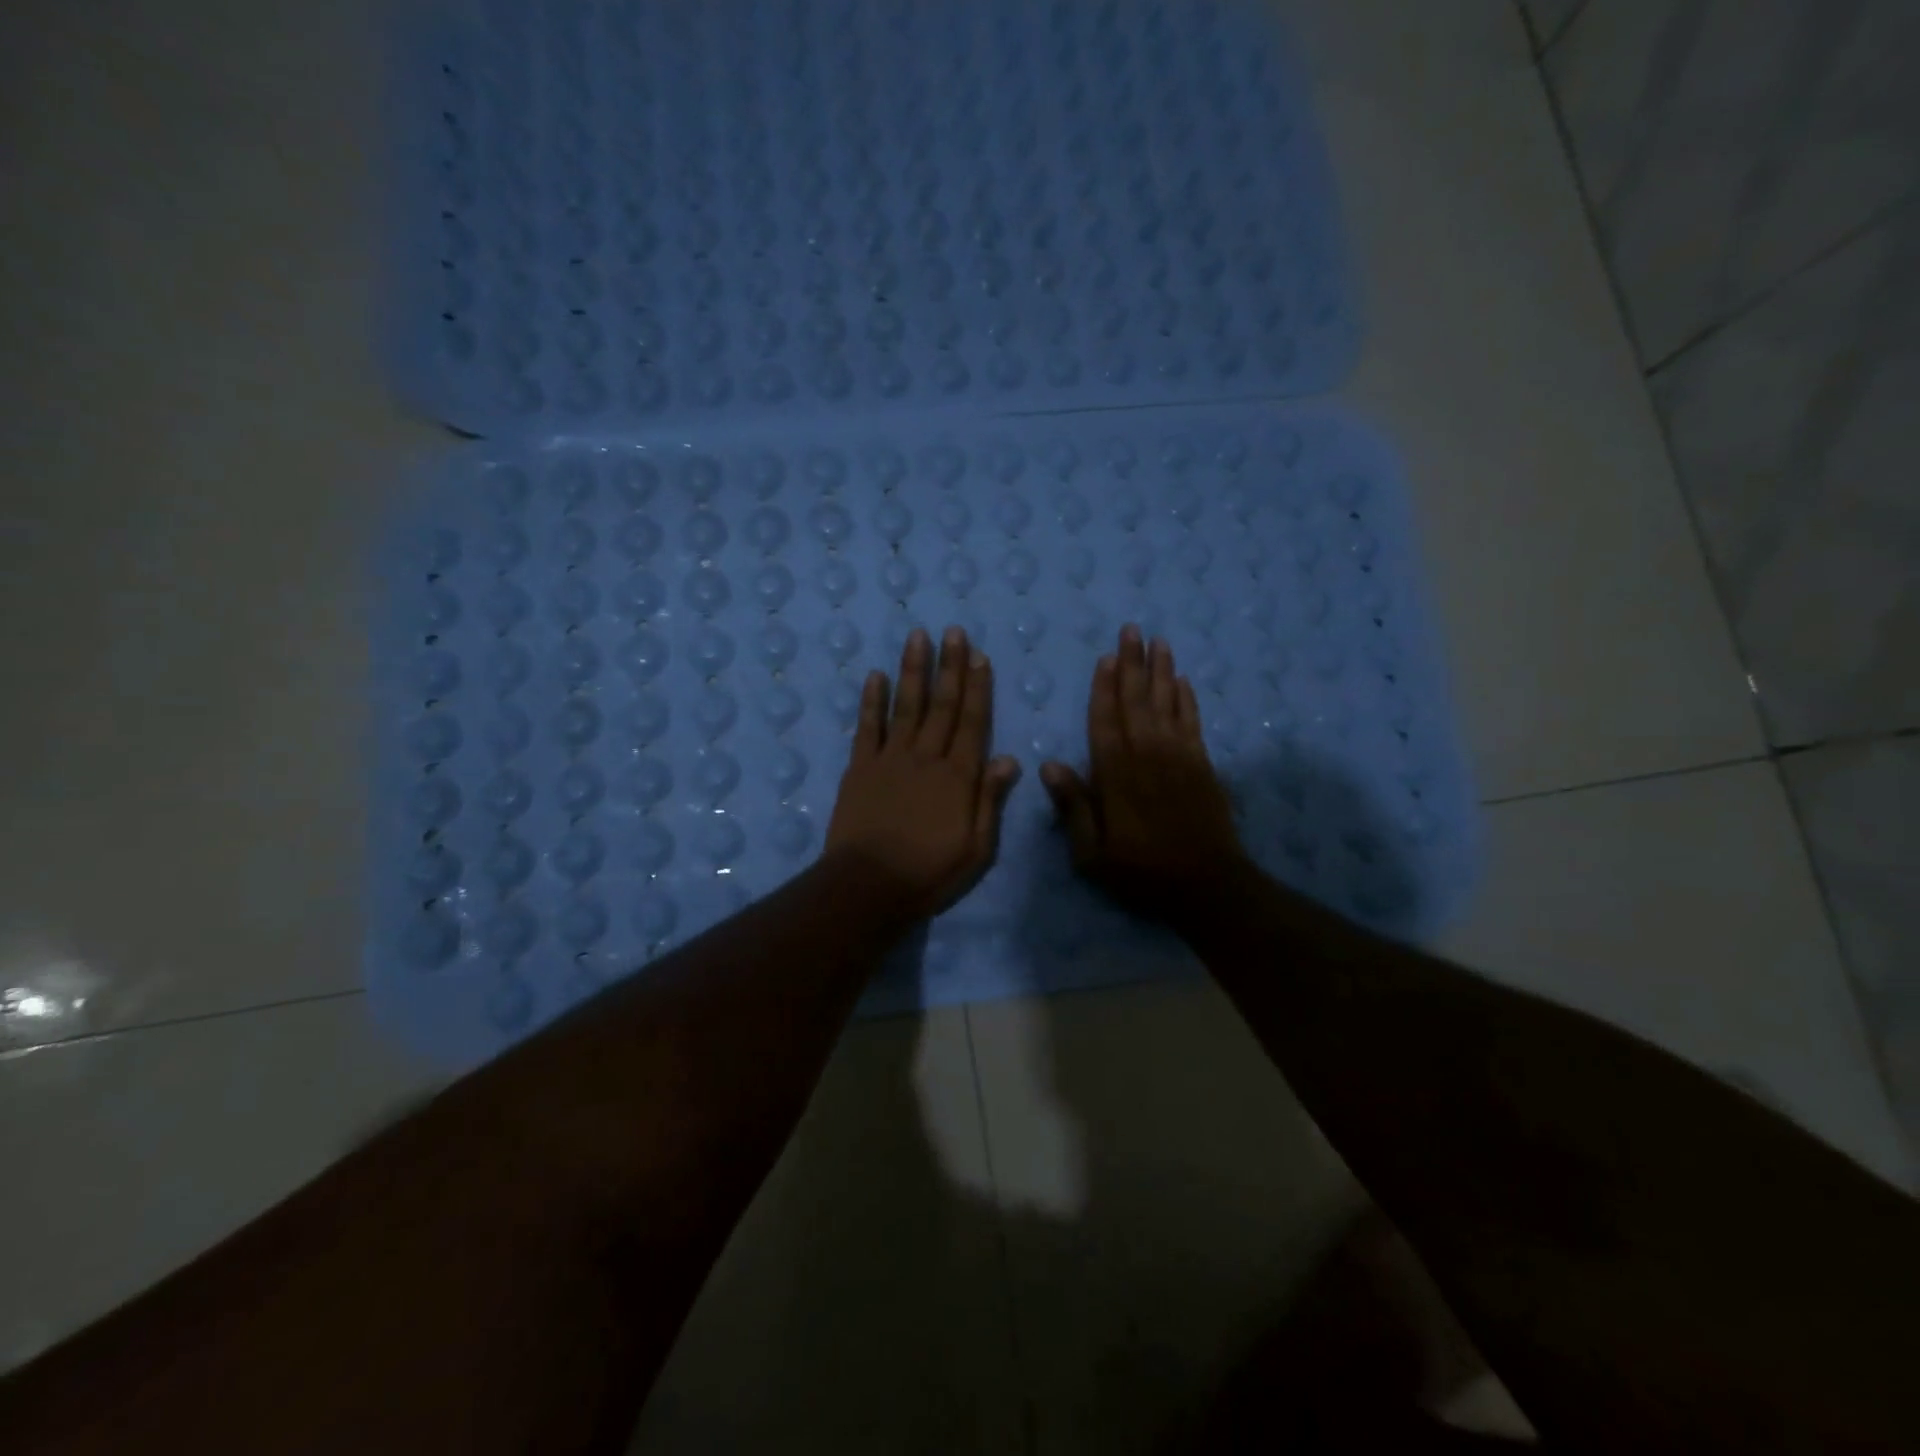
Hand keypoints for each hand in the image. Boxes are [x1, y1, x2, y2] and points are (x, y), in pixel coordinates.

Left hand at [826, 625, 1021, 919]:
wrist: (868, 886)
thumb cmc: (929, 873)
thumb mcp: (976, 849)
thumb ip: (990, 801)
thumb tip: (1009, 759)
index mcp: (958, 777)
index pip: (972, 722)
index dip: (977, 687)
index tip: (979, 656)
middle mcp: (926, 757)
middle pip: (941, 705)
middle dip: (949, 666)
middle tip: (953, 632)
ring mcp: (890, 759)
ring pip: (906, 706)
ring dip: (913, 670)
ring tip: (917, 637)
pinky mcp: (860, 768)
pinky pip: (867, 727)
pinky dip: (872, 700)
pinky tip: (876, 675)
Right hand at [1040, 625, 1248, 922]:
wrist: (1207, 885)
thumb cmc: (1142, 872)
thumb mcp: (1092, 854)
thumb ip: (1072, 807)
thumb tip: (1049, 764)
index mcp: (1116, 775)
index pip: (1105, 720)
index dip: (1104, 688)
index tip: (1105, 657)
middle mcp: (1147, 755)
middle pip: (1137, 700)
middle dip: (1133, 664)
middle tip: (1132, 629)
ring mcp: (1179, 757)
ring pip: (1167, 703)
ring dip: (1161, 671)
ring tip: (1158, 641)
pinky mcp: (1202, 765)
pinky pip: (1192, 721)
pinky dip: (1187, 699)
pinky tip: (1183, 680)